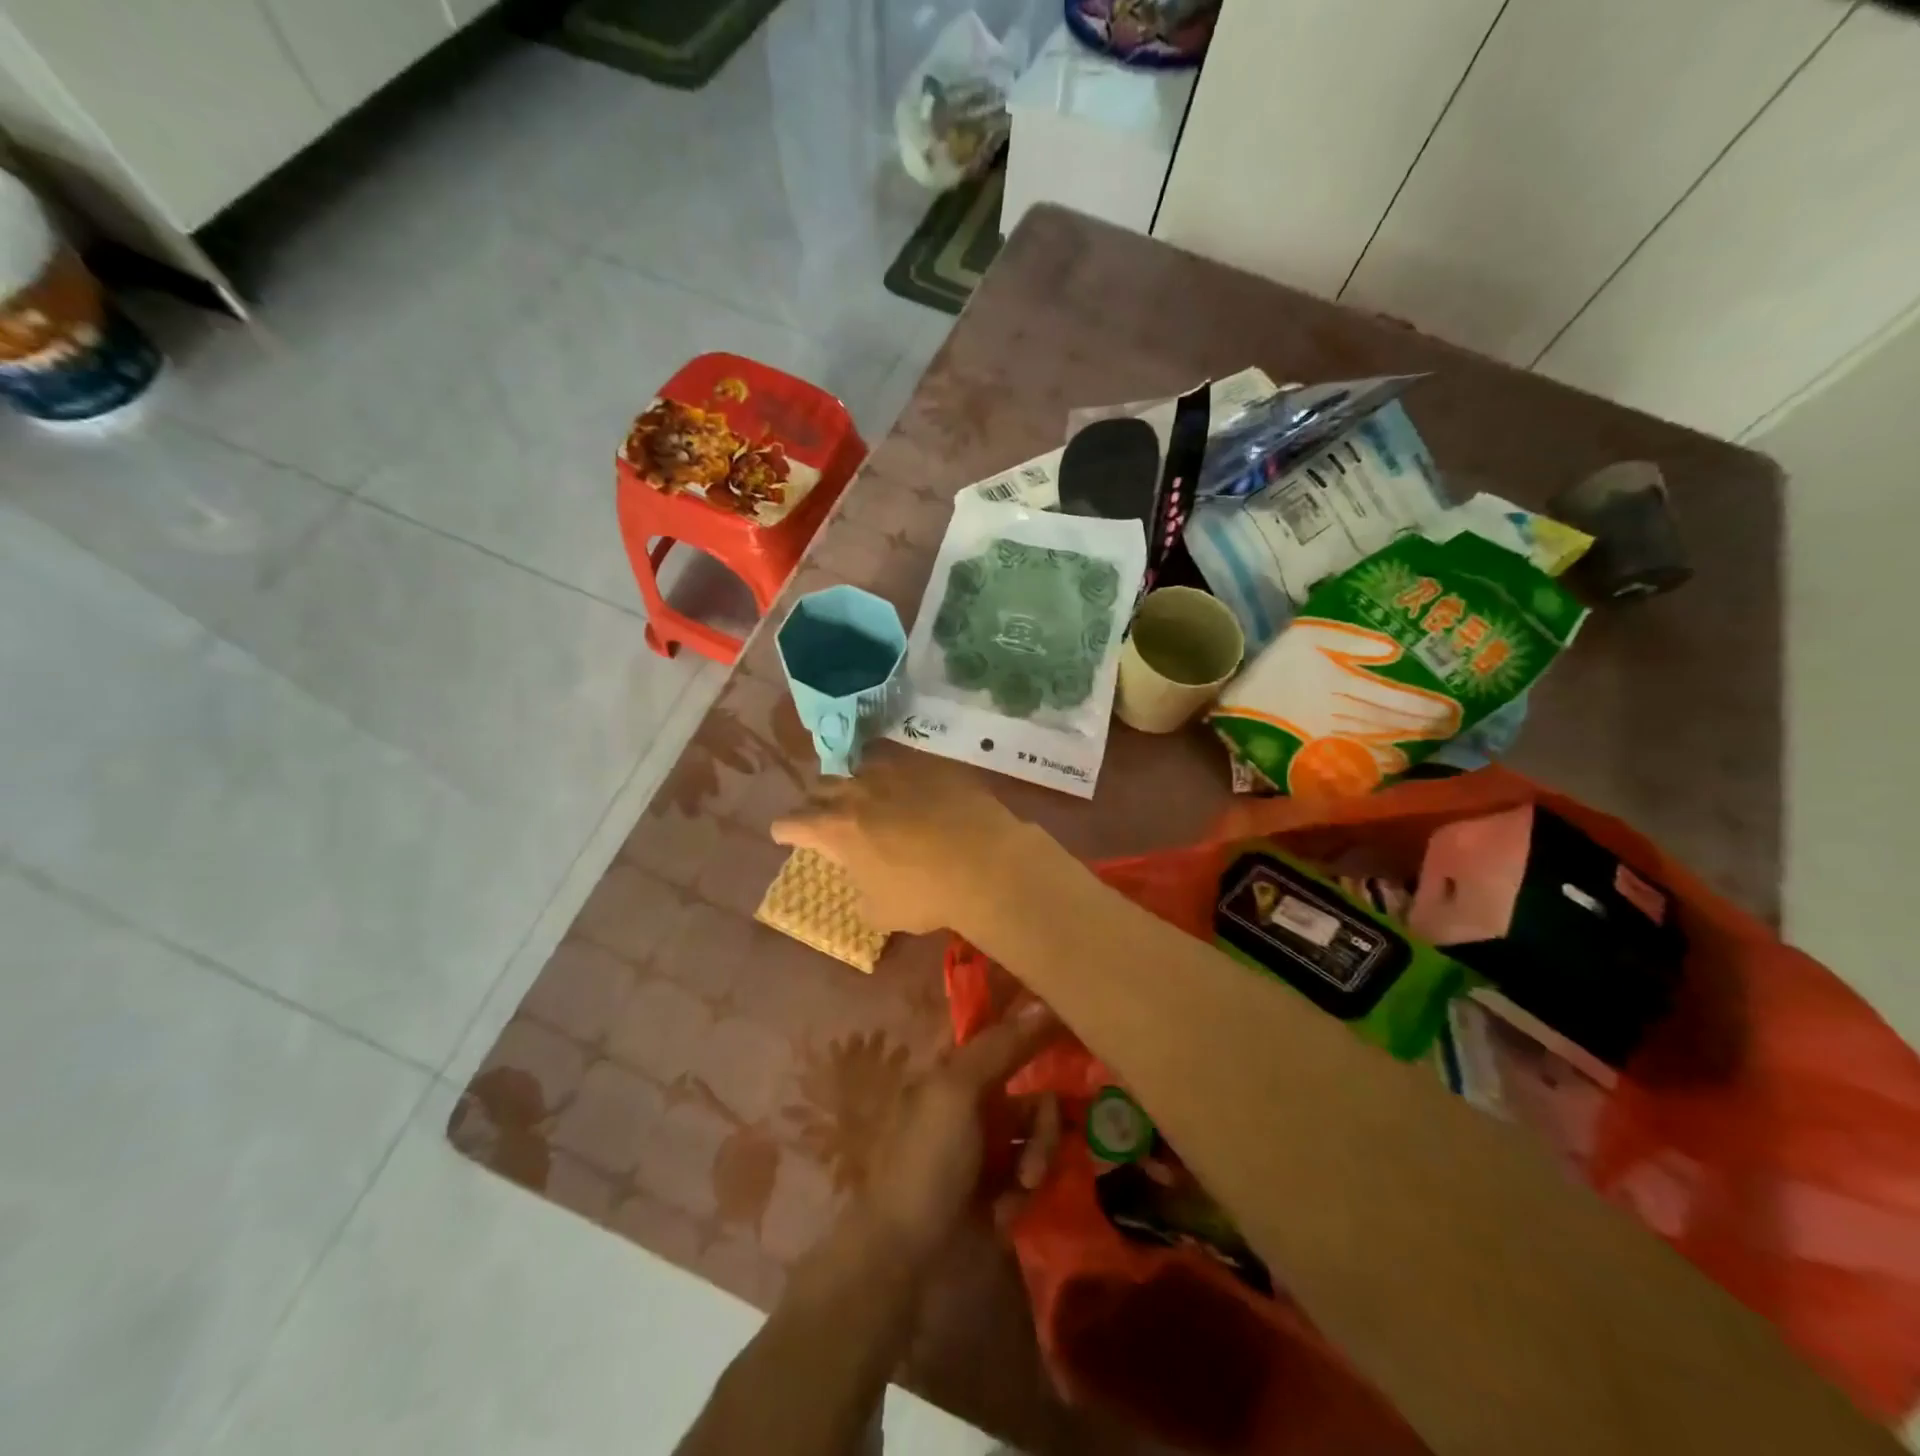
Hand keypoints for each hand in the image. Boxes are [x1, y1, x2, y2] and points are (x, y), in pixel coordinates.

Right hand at [770, 754, 1037, 935]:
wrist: (985, 862)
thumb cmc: (925, 894)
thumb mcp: (882, 912)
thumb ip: (862, 895)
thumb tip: (865, 888)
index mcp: (836, 829)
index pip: (792, 822)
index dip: (786, 831)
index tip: (786, 835)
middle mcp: (857, 792)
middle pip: (821, 788)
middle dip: (817, 802)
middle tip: (825, 816)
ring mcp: (894, 772)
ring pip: (859, 767)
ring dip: (854, 783)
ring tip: (864, 795)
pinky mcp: (929, 765)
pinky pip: (901, 765)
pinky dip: (896, 778)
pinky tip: (909, 790)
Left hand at [857, 999, 1063, 1265]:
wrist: (903, 1256)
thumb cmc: (925, 1160)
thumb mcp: (957, 1091)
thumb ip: (1000, 1045)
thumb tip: (1042, 1003)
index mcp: (954, 1069)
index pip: (1003, 1034)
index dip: (1034, 1029)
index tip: (1072, 1029)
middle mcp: (972, 1100)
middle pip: (1033, 1090)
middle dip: (1044, 1122)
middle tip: (1037, 1148)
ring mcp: (985, 1146)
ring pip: (1039, 1133)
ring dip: (1038, 1159)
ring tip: (1022, 1187)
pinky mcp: (998, 1187)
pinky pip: (1032, 1172)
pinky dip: (1024, 1191)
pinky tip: (1005, 1213)